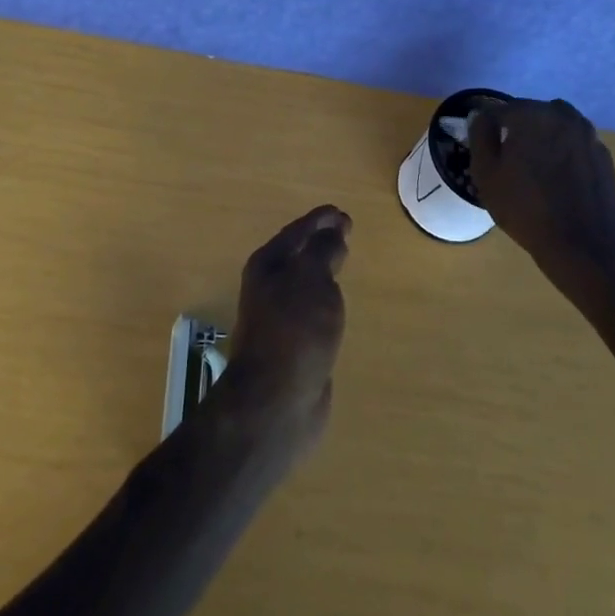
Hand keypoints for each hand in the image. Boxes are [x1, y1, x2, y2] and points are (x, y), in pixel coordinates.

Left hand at [220, 205, 349, 452]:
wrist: (276, 402)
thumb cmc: (294, 331)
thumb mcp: (312, 278)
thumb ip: (323, 250)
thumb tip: (332, 233)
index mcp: (268, 265)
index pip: (297, 231)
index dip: (320, 220)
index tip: (342, 213)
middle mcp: (269, 287)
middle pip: (298, 254)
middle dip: (320, 241)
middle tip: (346, 232)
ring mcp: (279, 317)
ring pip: (304, 282)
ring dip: (321, 269)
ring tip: (342, 260)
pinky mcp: (293, 345)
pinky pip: (311, 309)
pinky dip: (324, 298)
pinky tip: (335, 303)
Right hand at [468, 99, 614, 292]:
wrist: (584, 248)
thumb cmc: (526, 210)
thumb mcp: (486, 174)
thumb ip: (480, 136)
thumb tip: (481, 116)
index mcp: (532, 114)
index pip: (499, 110)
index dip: (487, 129)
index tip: (485, 150)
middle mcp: (563, 115)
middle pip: (529, 114)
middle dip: (516, 131)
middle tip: (508, 162)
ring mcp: (588, 133)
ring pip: (553, 127)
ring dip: (541, 140)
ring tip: (534, 171)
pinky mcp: (603, 154)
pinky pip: (573, 144)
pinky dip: (562, 154)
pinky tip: (557, 181)